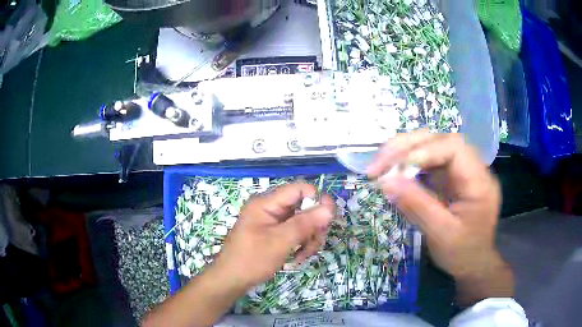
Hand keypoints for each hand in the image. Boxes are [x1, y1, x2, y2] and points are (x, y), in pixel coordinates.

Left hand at [214, 183, 335, 288]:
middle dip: (313, 226)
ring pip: (303, 222)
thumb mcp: (280, 242)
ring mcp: (273, 221)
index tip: (327, 220)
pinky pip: (296, 233)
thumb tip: (330, 208)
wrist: (232, 280)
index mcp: (267, 203)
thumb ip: (305, 223)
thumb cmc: (252, 260)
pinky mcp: (275, 233)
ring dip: (308, 238)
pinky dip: (301, 244)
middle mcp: (271, 208)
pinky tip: (297, 257)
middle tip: (314, 244)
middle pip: (304, 206)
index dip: (317, 200)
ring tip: (302, 256)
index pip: (300, 189)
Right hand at [367, 130, 512, 304]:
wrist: (474, 263)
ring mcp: (461, 171)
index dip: (426, 150)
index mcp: (479, 182)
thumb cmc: (462, 253)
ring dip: (405, 152)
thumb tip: (386, 182)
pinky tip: (394, 172)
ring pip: (433, 146)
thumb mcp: (440, 234)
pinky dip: (409, 164)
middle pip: (441, 140)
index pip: (454, 147)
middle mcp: (472, 169)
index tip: (398, 167)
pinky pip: (429, 162)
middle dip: (408, 147)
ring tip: (380, 164)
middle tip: (379, 163)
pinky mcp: (451, 177)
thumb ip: (417, 206)